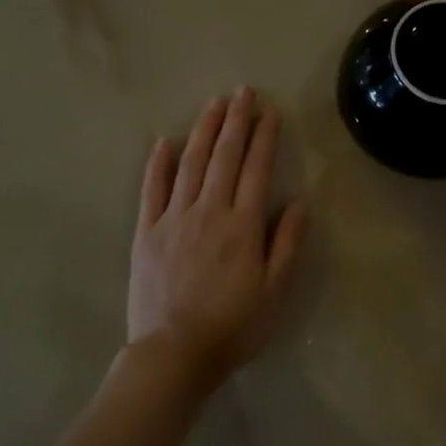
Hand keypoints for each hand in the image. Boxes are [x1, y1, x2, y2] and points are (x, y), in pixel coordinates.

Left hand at [127, 88, 307, 391]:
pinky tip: (163, 141)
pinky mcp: (147, 232)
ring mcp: (174, 218)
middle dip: (235, 121)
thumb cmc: (233, 326)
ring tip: (213, 104)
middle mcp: (209, 210)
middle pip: (224, 156)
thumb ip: (287, 244)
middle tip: (242, 92)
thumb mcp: (275, 291)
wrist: (174, 353)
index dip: (264, 137)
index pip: (256, 169)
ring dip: (203, 131)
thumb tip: (299, 203)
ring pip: (190, 164)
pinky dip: (158, 163)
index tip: (269, 111)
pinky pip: (152, 189)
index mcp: (242, 224)